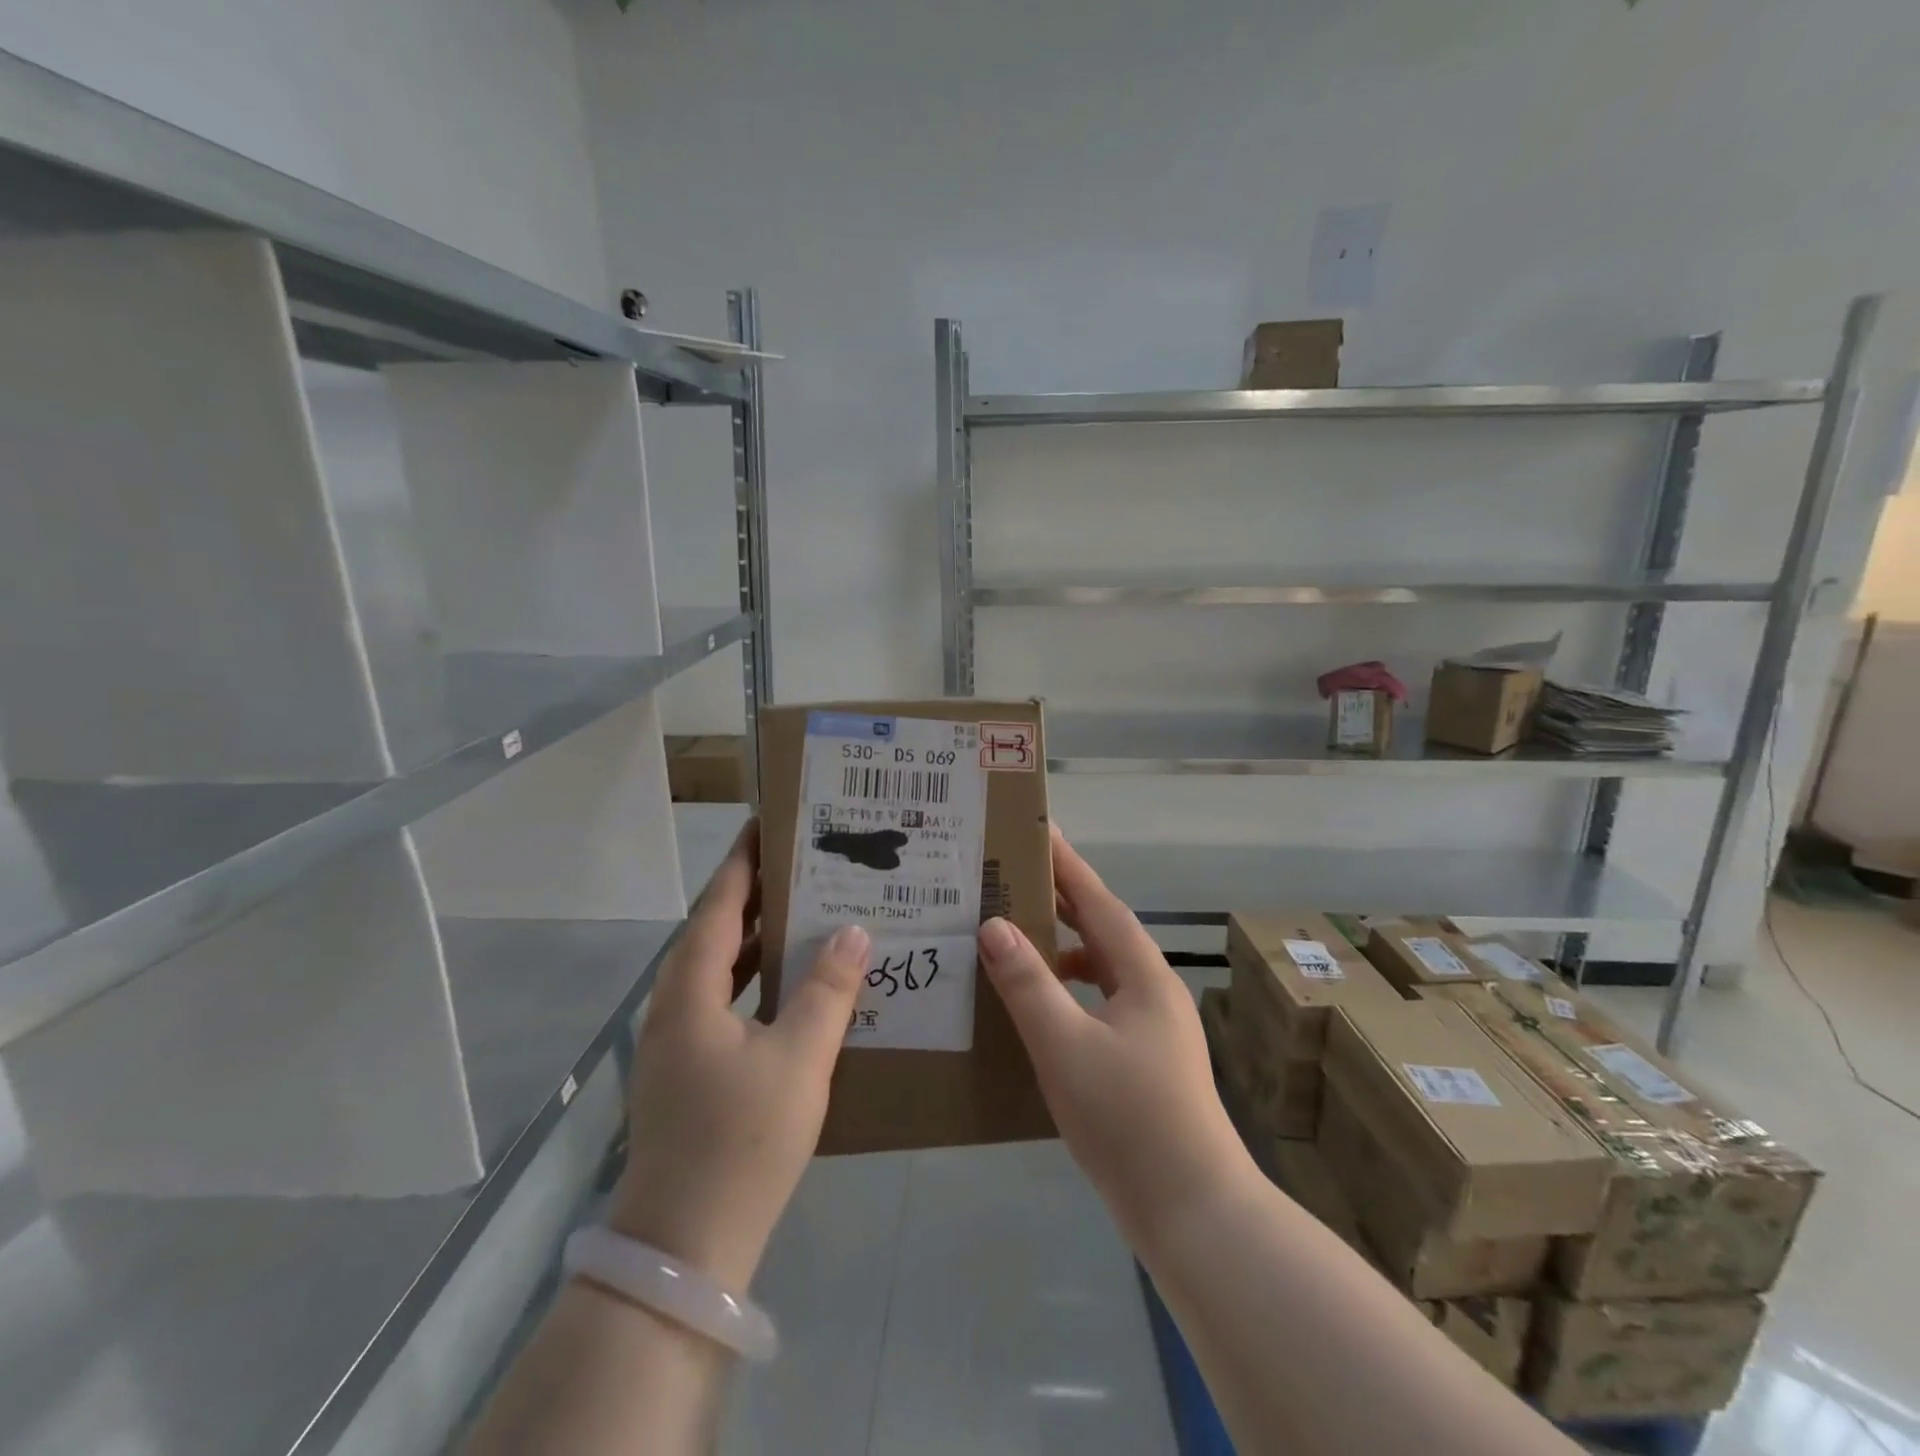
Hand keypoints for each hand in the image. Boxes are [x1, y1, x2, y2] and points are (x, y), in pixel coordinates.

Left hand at [610, 820, 868, 1291]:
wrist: (686, 1247)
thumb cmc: (741, 1140)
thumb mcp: (798, 1058)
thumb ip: (828, 989)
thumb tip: (853, 930)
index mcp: (690, 990)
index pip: (718, 904)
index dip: (743, 861)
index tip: (769, 823)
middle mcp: (676, 1006)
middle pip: (716, 931)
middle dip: (756, 893)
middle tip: (805, 863)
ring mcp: (680, 1042)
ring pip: (721, 969)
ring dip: (759, 938)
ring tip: (808, 911)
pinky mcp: (692, 1072)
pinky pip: (727, 1001)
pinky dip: (759, 980)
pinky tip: (797, 986)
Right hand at [977, 826, 1252, 1245]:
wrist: (1193, 1210)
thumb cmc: (1129, 1119)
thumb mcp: (1066, 1046)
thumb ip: (1028, 984)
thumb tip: (994, 925)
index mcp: (1143, 973)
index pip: (1098, 900)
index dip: (1067, 864)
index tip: (1037, 830)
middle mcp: (1153, 989)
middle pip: (1103, 928)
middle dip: (1062, 899)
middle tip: (1014, 876)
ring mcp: (1152, 1025)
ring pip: (1102, 966)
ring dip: (1063, 946)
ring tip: (1017, 937)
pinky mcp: (1144, 1058)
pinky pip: (1100, 1001)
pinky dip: (1069, 989)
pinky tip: (1040, 1008)